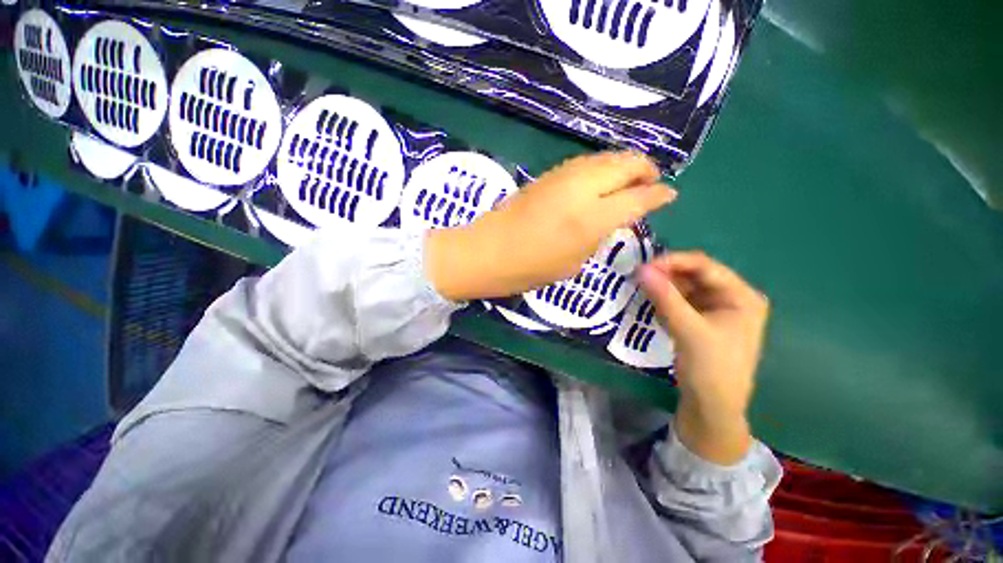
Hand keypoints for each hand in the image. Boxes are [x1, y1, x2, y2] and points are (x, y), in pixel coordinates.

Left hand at [427, 152, 675, 300]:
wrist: (488, 249)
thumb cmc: (534, 266)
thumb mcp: (579, 258)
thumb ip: (604, 230)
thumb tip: (620, 212)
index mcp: (593, 216)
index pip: (638, 197)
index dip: (658, 194)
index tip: (671, 194)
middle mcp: (584, 186)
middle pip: (627, 164)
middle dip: (646, 169)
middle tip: (655, 180)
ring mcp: (567, 174)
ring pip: (608, 157)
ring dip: (628, 162)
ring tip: (637, 175)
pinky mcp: (554, 171)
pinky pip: (591, 161)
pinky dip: (608, 164)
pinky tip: (610, 176)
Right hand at [637, 252, 768, 464]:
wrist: (712, 419)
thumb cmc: (711, 373)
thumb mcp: (690, 332)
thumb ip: (666, 298)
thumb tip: (640, 269)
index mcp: (744, 297)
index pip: (707, 267)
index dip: (675, 263)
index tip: (645, 266)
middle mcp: (737, 302)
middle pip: (700, 279)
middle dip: (672, 278)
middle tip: (641, 280)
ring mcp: (724, 319)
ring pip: (693, 295)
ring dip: (671, 294)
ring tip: (645, 294)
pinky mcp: (710, 334)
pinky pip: (691, 312)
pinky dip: (674, 310)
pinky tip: (657, 312)